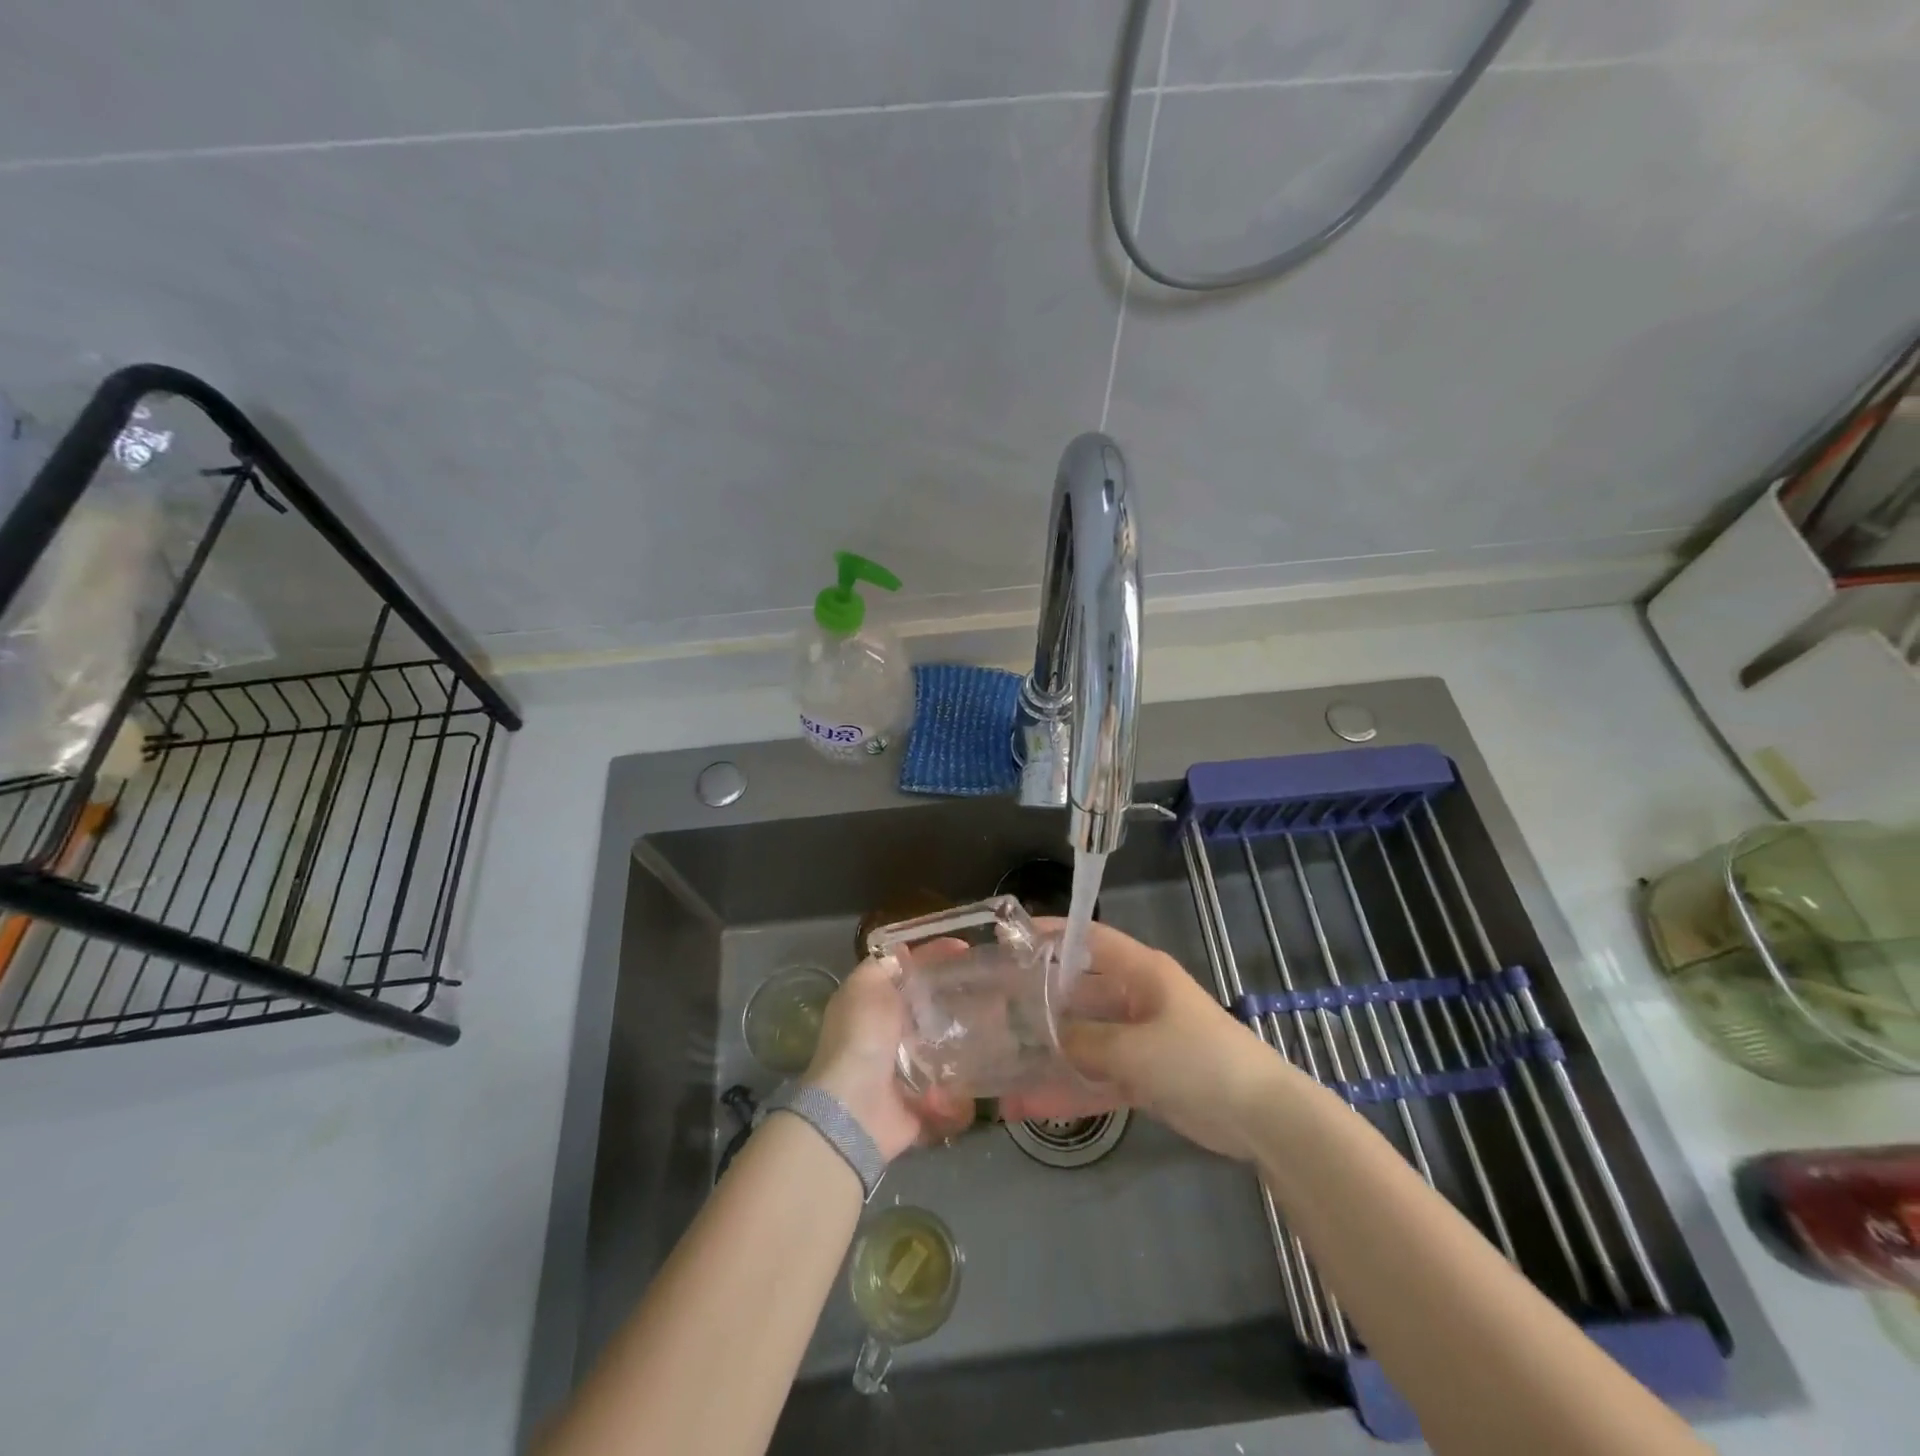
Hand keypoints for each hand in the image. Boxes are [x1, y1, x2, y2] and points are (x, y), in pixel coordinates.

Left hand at [803, 957, 974, 1161]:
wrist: (856, 1110)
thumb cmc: (862, 1039)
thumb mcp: (866, 987)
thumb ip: (883, 966)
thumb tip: (902, 952)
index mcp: (874, 1006)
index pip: (909, 972)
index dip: (934, 956)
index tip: (965, 948)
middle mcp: (889, 1036)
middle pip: (931, 1010)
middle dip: (959, 1002)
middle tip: (992, 990)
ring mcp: (907, 1072)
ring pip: (946, 1050)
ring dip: (968, 1045)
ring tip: (999, 1029)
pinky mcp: (923, 1105)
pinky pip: (952, 1096)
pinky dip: (963, 1093)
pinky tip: (985, 1072)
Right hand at [1010, 921, 1287, 1161]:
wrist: (1261, 1117)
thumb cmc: (1199, 1060)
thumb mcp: (1136, 1048)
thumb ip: (1086, 1041)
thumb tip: (1045, 1036)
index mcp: (1140, 972)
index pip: (1089, 939)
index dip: (1052, 934)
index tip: (1011, 937)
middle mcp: (1136, 997)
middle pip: (1079, 992)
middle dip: (1040, 1001)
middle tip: (993, 1008)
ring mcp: (1139, 1038)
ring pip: (1084, 1038)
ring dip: (1049, 1053)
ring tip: (1000, 1063)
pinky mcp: (1144, 1075)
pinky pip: (1097, 1076)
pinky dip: (1070, 1089)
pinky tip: (1030, 1105)